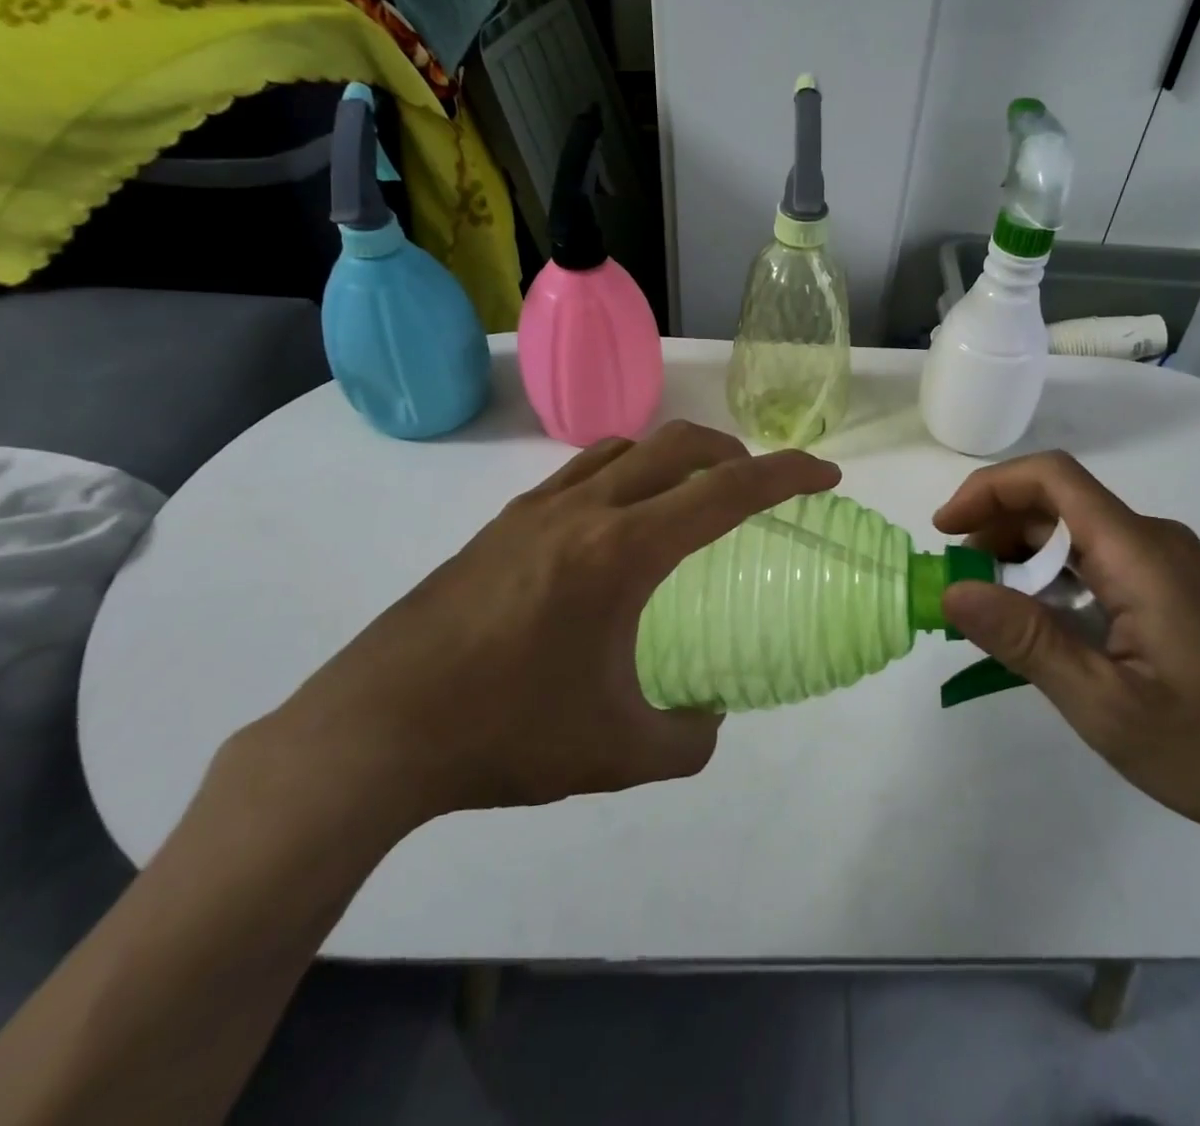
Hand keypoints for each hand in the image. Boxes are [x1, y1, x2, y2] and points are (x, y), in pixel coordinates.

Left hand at [254, 422, 839, 834]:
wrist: (374, 731)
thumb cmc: (505, 734)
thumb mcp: (615, 753)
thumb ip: (685, 739)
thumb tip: (708, 719)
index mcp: (623, 552)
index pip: (727, 491)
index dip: (788, 475)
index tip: (825, 477)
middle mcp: (584, 511)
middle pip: (678, 445)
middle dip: (735, 452)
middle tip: (759, 485)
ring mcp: (535, 511)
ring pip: (624, 448)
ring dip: (673, 457)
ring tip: (690, 498)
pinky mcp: (500, 525)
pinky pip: (579, 473)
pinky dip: (621, 475)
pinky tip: (614, 528)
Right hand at [934, 451, 1199, 863]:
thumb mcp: (1107, 705)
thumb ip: (1027, 641)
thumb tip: (952, 591)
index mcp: (1140, 552)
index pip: (1052, 478)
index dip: (989, 490)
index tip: (945, 532)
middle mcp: (1157, 542)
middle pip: (1060, 504)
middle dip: (997, 531)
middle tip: (962, 586)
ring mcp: (1173, 567)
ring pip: (1080, 536)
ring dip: (1025, 561)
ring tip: (994, 613)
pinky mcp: (1181, 594)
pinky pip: (1103, 565)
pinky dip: (1057, 582)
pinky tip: (1047, 630)